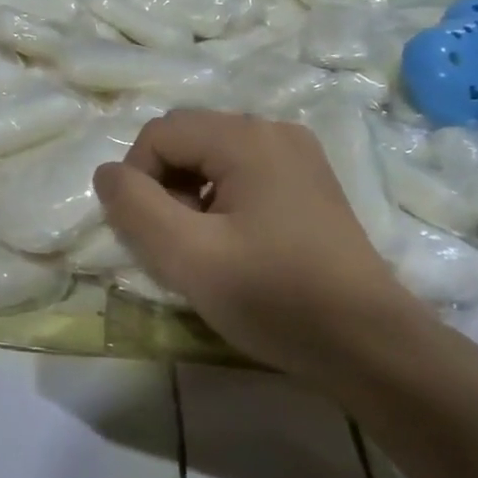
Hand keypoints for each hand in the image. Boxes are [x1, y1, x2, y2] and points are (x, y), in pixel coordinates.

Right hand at [93, 109, 412, 374]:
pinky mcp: (310, 183)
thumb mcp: (187, 256)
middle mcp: (274, 131)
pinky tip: (236, 245)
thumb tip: (107, 173)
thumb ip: (134, 207)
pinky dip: (220, 201)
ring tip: (205, 248)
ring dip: (190, 196)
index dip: (137, 179)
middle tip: (177, 243)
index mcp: (247, 138)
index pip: (159, 133)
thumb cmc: (274, 298)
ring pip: (212, 158)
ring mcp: (298, 155)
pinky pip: (242, 174)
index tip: (150, 234)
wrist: (370, 345)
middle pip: (187, 139)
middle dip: (164, 186)